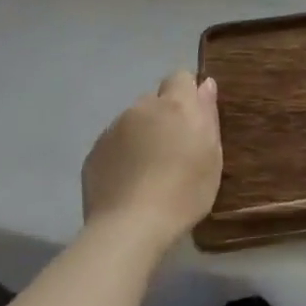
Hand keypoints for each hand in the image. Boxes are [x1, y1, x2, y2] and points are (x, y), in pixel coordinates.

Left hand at [82, 71, 222, 248]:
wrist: (130, 228)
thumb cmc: (185, 191)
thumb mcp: (212, 155)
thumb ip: (208, 114)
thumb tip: (206, 85)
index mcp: (175, 105)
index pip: (180, 76)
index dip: (188, 93)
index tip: (195, 118)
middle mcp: (142, 108)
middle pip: (155, 100)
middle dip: (165, 115)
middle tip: (174, 148)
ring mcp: (113, 130)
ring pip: (133, 121)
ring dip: (143, 134)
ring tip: (150, 169)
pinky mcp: (93, 153)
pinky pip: (114, 143)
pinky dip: (123, 154)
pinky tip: (129, 181)